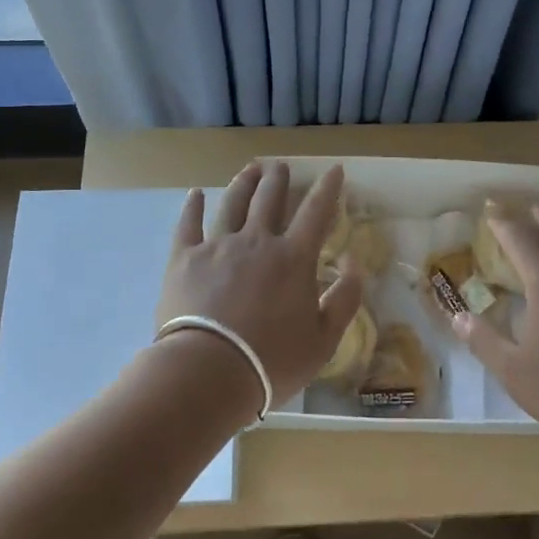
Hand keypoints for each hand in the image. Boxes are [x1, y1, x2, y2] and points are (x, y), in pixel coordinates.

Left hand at [156, 161, 363, 406]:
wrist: (208, 372)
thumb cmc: (271, 361)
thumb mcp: (324, 339)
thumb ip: (345, 298)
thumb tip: (354, 262)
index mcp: (293, 258)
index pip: (316, 212)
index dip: (327, 188)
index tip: (334, 169)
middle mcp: (257, 241)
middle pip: (270, 199)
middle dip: (279, 178)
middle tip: (280, 166)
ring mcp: (217, 246)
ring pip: (233, 204)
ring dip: (244, 183)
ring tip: (250, 169)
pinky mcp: (184, 259)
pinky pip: (188, 225)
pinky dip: (193, 207)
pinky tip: (195, 194)